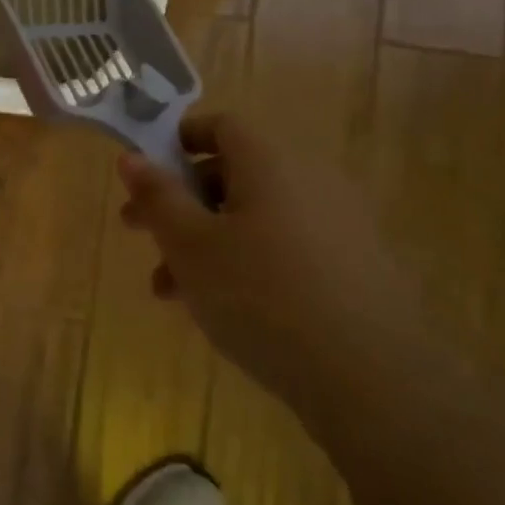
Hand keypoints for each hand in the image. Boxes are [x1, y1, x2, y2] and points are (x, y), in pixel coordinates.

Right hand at [118, 113, 424, 424]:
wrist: (372, 378)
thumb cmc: (260, 295)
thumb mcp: (189, 244)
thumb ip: (157, 196)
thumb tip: (132, 157)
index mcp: (271, 162)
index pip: (220, 126)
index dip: (177, 142)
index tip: (144, 175)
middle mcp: (310, 180)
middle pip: (233, 174)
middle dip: (180, 203)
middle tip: (140, 234)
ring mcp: (339, 225)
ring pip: (254, 217)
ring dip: (206, 241)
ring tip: (170, 290)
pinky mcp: (355, 267)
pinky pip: (285, 247)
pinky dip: (246, 261)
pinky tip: (222, 308)